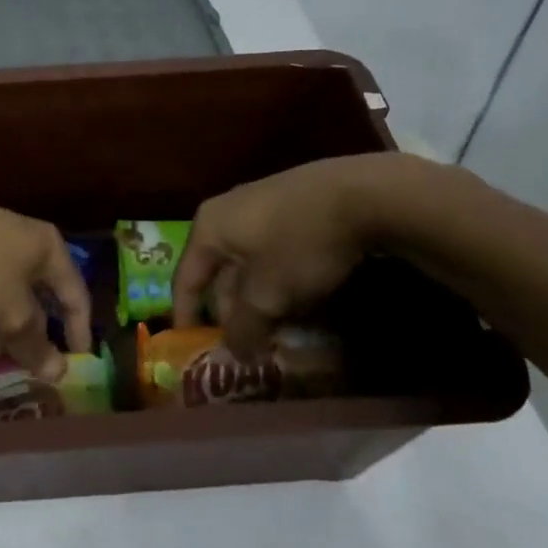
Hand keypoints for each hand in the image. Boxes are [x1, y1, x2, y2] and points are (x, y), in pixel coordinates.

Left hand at [0, 188, 92, 377]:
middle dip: (33, 330)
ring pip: (4, 290)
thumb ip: (35, 344)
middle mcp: (23, 238)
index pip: (75, 292)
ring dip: (1, 325)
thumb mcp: (12, 315)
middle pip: (37, 291)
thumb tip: (59, 372)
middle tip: (29, 361)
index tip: (78, 359)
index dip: (79, 327)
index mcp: (48, 247)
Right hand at [172, 153, 454, 358]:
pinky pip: (273, 251)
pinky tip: (299, 299)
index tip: (192, 349)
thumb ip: (245, 328)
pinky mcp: (294, 205)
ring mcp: (262, 204)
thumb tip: (235, 354)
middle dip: (230, 312)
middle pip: (219, 272)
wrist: (363, 193)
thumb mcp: (267, 295)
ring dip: (257, 299)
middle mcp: (228, 211)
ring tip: (274, 329)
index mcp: (209, 227)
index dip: (187, 317)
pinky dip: (278, 279)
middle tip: (245, 346)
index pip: (184, 278)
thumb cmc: (299, 243)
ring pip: (249, 263)